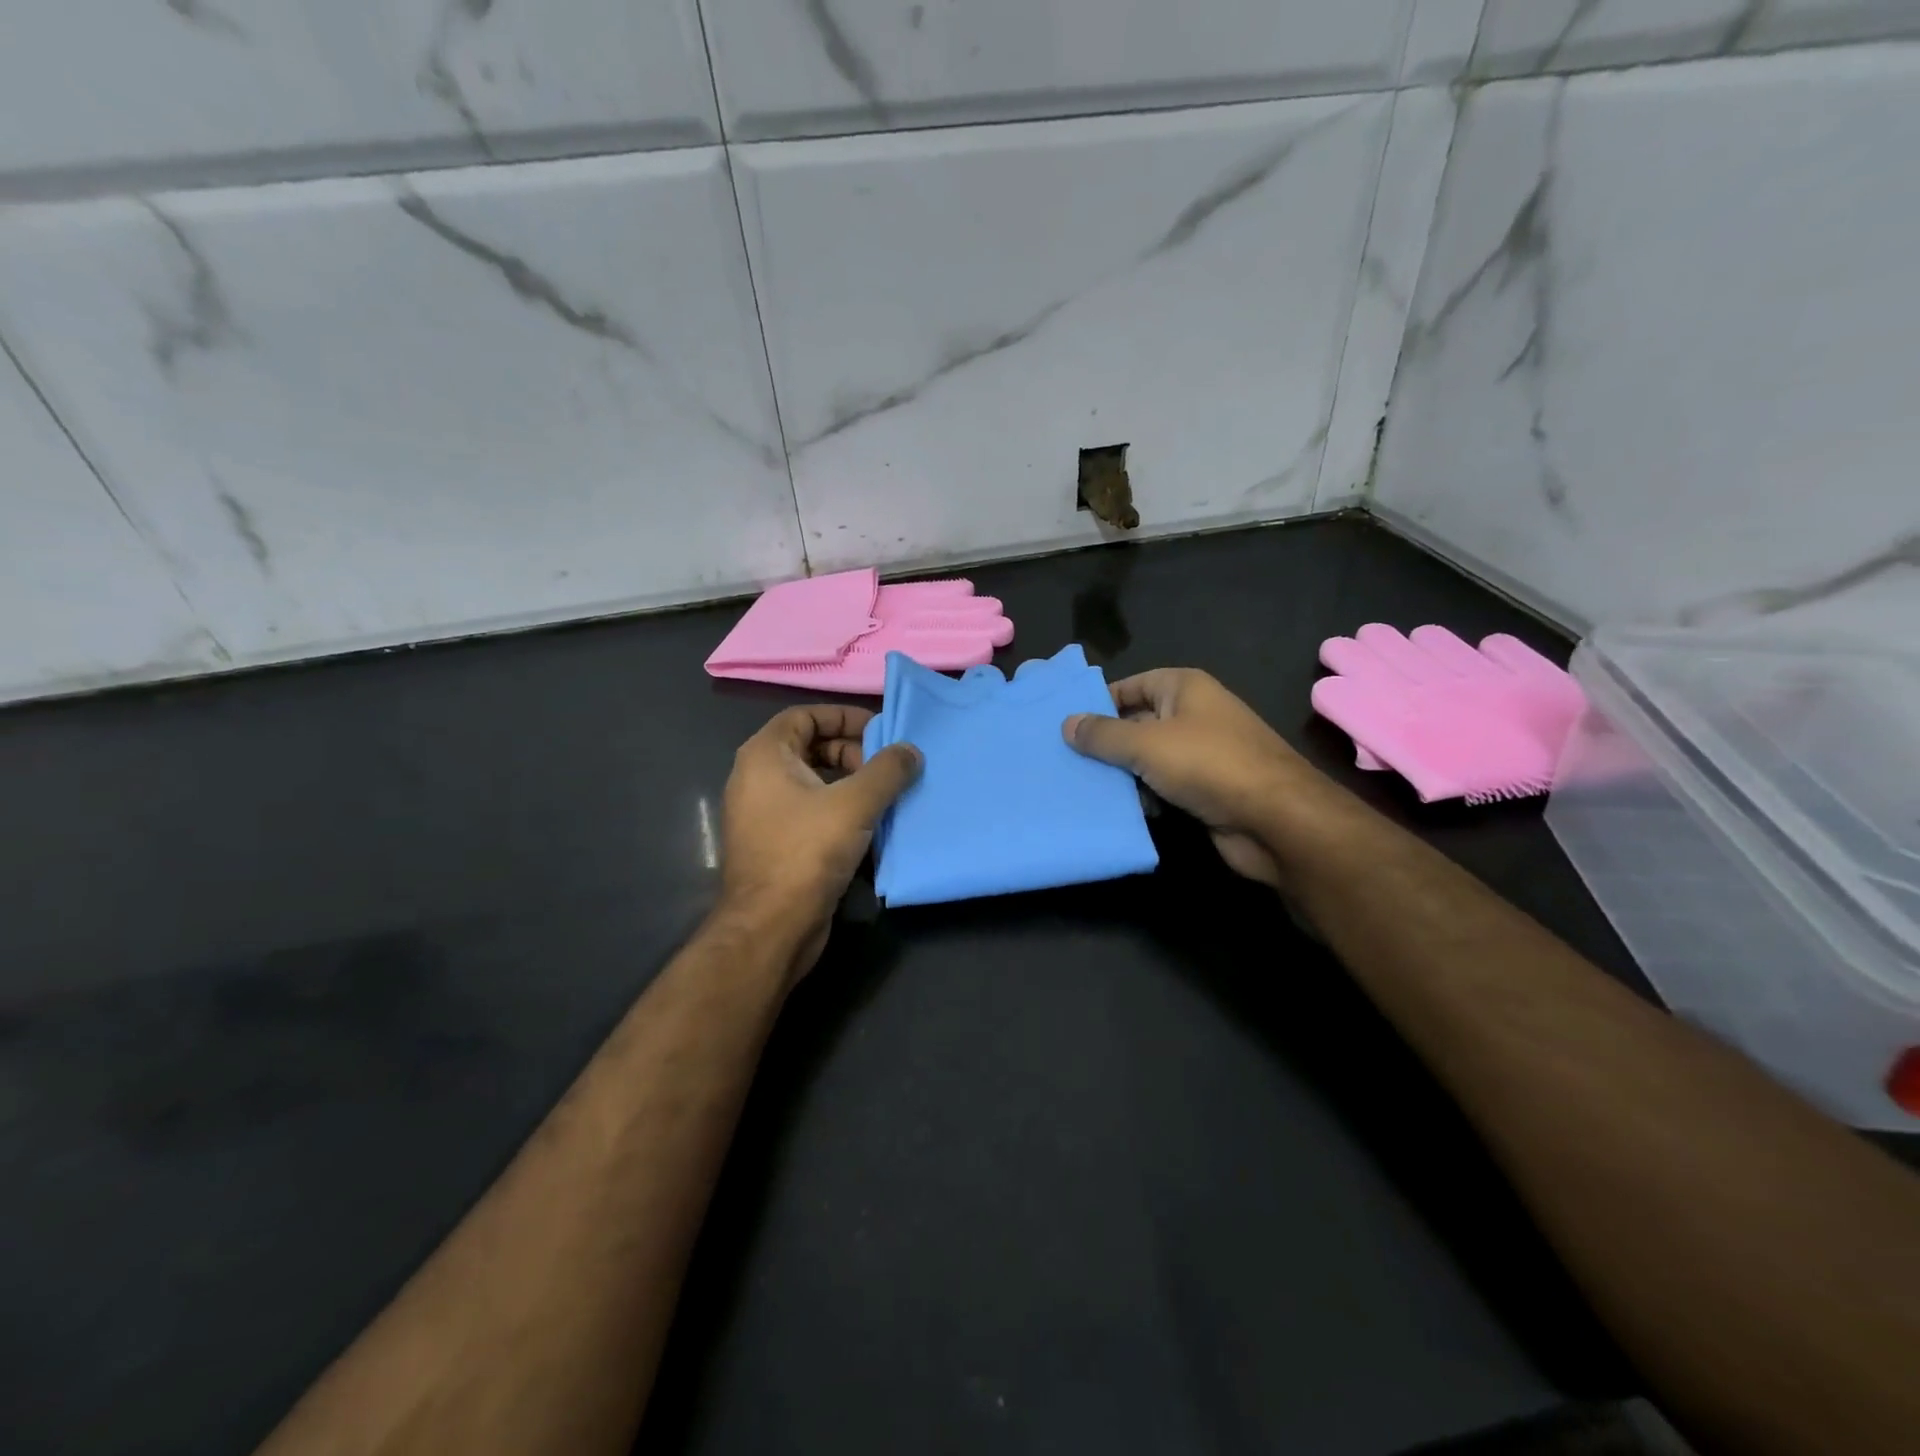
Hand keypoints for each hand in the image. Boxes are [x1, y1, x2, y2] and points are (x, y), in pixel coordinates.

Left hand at [719, 705, 920, 974]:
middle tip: (886, 767)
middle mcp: (756, 779)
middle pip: (809, 747)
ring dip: (850, 783)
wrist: (771, 927)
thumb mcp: (855, 804)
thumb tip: (911, 751)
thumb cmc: (807, 852)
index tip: (881, 730)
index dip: (844, 717)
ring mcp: (763, 814)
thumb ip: (887, 771)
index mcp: (764, 756)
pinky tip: (871, 826)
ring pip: (812, 782)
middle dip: (851, 752)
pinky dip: (839, 810)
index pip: (805, 716)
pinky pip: (810, 812)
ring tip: (886, 795)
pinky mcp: (775, 844)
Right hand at [1063, 669, 1338, 888]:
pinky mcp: (1204, 790)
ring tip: (1078, 786)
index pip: (1131, 686)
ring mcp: (1201, 754)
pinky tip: (1115, 810)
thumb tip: (1067, 724)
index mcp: (1184, 688)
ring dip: (1120, 774)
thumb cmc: (1209, 765)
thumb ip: (1103, 735)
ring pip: (1147, 759)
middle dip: (1104, 742)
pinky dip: (1142, 796)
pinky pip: (1162, 786)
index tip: (1064, 723)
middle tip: (1062, 759)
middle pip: (1136, 723)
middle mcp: (1193, 715)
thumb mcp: (1146, 744)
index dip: (1099, 701)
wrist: (1276, 820)